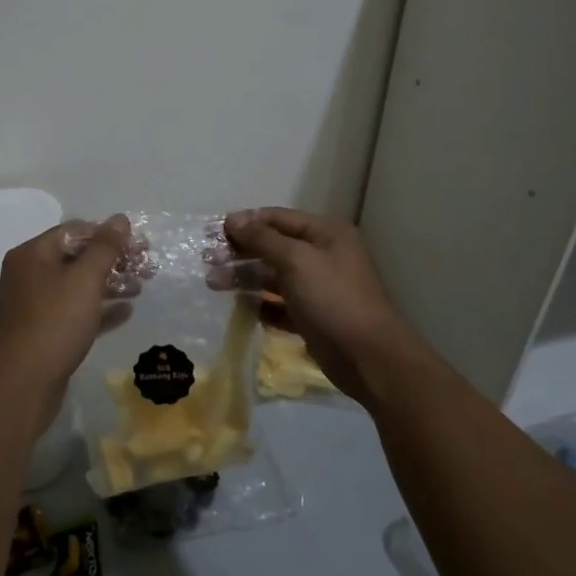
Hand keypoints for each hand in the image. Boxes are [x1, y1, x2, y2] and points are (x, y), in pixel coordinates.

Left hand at [0, 214, 132, 428]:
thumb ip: (105, 247)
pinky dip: (99, 309)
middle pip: (77, 257)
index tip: (138, 246)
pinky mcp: (42, 332)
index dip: (108, 234)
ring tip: (139, 289)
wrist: (22, 387)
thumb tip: (120, 219)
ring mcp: (34, 305)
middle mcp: (29, 274)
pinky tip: (125, 313)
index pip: (75, 230)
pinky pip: (75, 312)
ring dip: (109, 284)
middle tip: (145, 268)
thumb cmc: (54, 324)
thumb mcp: (85, 280)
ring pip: (77, 286)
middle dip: (112, 261)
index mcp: (32, 254)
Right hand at [222, 207, 422, 408]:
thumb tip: (233, 218)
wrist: (368, 357)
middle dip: (241, 251)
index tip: (213, 232)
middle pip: (273, 246)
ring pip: (274, 277)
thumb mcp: (296, 260)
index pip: (277, 218)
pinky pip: (280, 305)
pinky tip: (241, 309)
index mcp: (325, 233)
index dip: (246, 222)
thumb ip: (262, 239)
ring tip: (213, 284)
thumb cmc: (332, 298)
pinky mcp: (312, 317)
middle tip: (207, 260)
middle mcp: (322, 255)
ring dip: (245, 278)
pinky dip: (261, 305)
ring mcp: (318, 287)